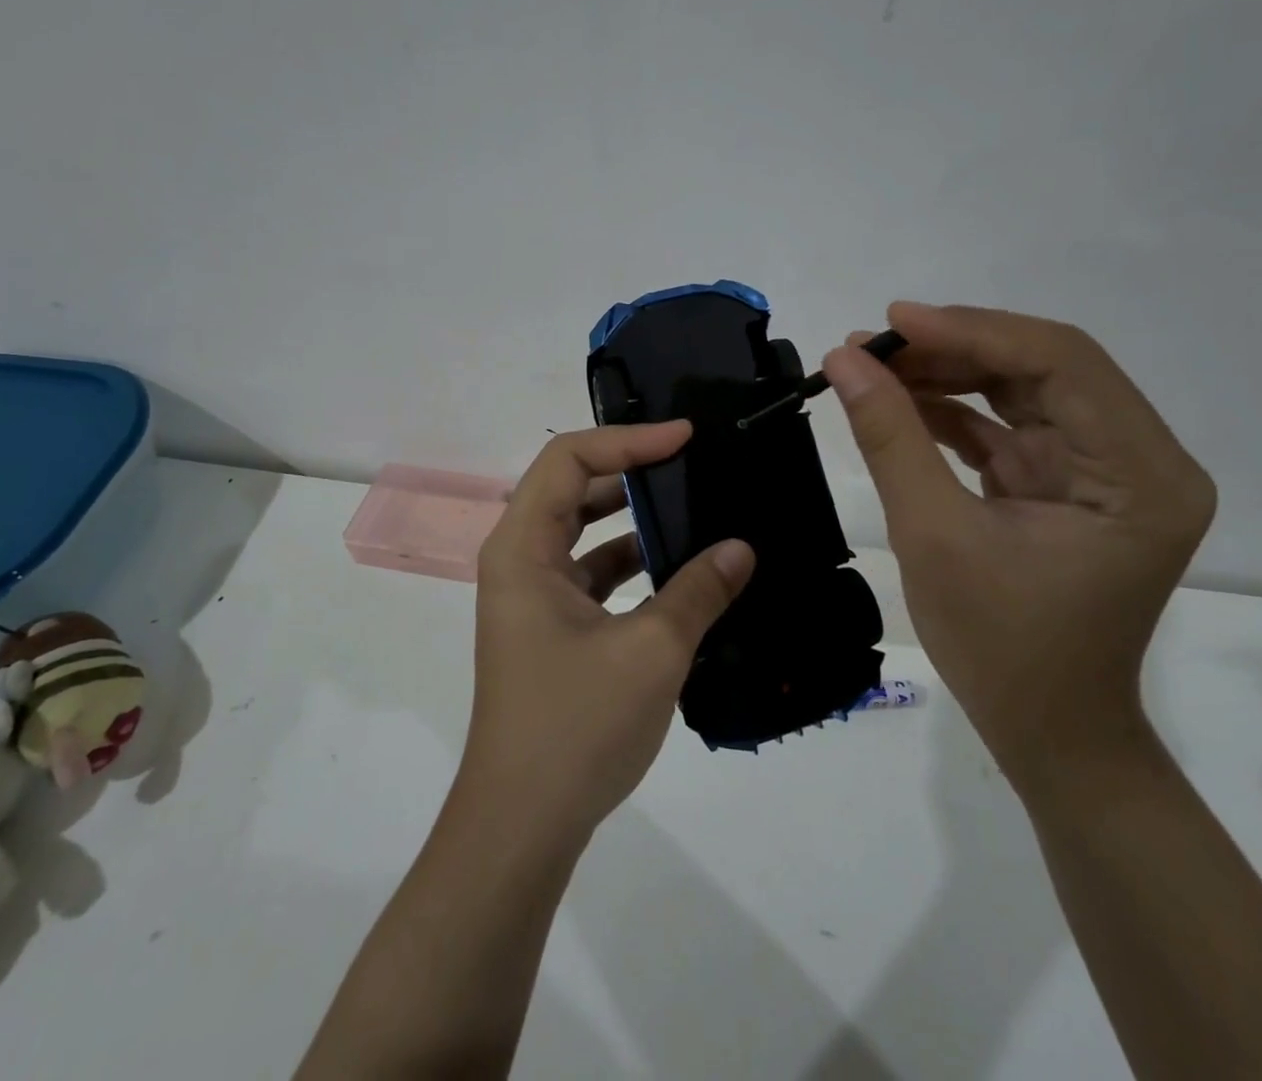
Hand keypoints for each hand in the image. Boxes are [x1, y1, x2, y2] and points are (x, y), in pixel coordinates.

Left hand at [463, 422, 755, 839]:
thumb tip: (741, 548)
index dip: (627, 440)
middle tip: (691, 461)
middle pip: (571, 487)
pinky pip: (591, 573)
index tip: (684, 437)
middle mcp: (519, 561)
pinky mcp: (551, 627)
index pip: (569, 460)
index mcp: (522, 548)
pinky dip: (630, 563)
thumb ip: (698, 592)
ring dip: (632, 516)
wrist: (523, 825)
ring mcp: (533, 596)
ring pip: (583, 531)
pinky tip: (679, 570)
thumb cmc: (575, 726)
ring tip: (692, 505)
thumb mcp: (650, 652)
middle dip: (630, 469)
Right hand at [823, 304, 1215, 779]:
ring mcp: (1104, 470)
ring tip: (872, 365)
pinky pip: (1008, 424)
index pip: (1061, 363)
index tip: (894, 322)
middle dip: (953, 347)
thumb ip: (891, 438)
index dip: (972, 331)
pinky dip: (953, 408)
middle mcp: (1139, 459)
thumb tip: (845, 359)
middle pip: (1044, 367)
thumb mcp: (934, 535)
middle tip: (870, 344)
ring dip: (947, 372)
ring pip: (1022, 388)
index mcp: (1140, 474)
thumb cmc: (1001, 648)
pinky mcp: (1066, 483)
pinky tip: (897, 399)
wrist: (1047, 732)